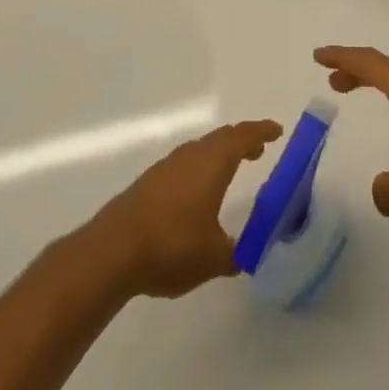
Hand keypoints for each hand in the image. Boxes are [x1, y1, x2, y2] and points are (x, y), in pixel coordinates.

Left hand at [86, 120, 282, 298]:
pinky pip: (182, 165)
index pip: (243, 136)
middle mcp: (191, 156)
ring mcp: (166, 168)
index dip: (261, 131)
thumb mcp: (214, 258)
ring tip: (229, 171)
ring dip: (217, 155)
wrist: (111, 252)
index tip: (276, 131)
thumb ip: (235, 254)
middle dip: (241, 141)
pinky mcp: (147, 184)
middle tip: (257, 150)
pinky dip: (198, 170)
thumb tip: (248, 254)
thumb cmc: (172, 246)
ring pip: (199, 150)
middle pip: (220, 139)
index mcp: (213, 163)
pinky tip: (195, 195)